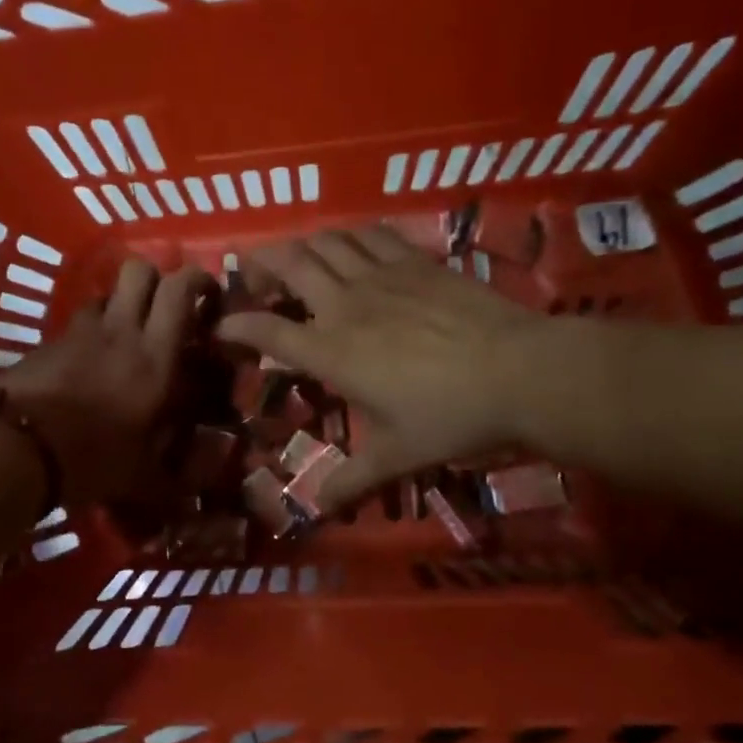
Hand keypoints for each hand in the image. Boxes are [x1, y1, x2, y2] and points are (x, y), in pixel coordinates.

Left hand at [0, 258, 214, 508]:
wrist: (14, 447)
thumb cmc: (90, 459)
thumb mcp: (141, 478)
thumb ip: (175, 478)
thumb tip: (203, 486)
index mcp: (155, 356)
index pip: (180, 290)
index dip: (198, 281)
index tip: (209, 296)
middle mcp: (121, 331)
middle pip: (139, 269)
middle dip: (158, 278)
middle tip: (167, 307)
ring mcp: (80, 332)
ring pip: (106, 294)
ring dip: (122, 305)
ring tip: (127, 337)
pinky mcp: (48, 342)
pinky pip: (77, 323)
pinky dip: (90, 332)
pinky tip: (88, 364)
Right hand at [216, 225, 539, 510]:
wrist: (520, 372)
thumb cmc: (450, 417)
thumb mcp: (396, 456)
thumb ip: (352, 480)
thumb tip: (317, 509)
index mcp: (332, 352)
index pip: (266, 330)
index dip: (235, 326)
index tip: (221, 329)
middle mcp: (345, 304)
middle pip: (288, 262)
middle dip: (259, 263)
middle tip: (253, 278)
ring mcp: (381, 275)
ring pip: (326, 240)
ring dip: (302, 244)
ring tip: (298, 260)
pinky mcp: (416, 261)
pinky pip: (371, 233)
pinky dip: (350, 234)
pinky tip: (352, 245)